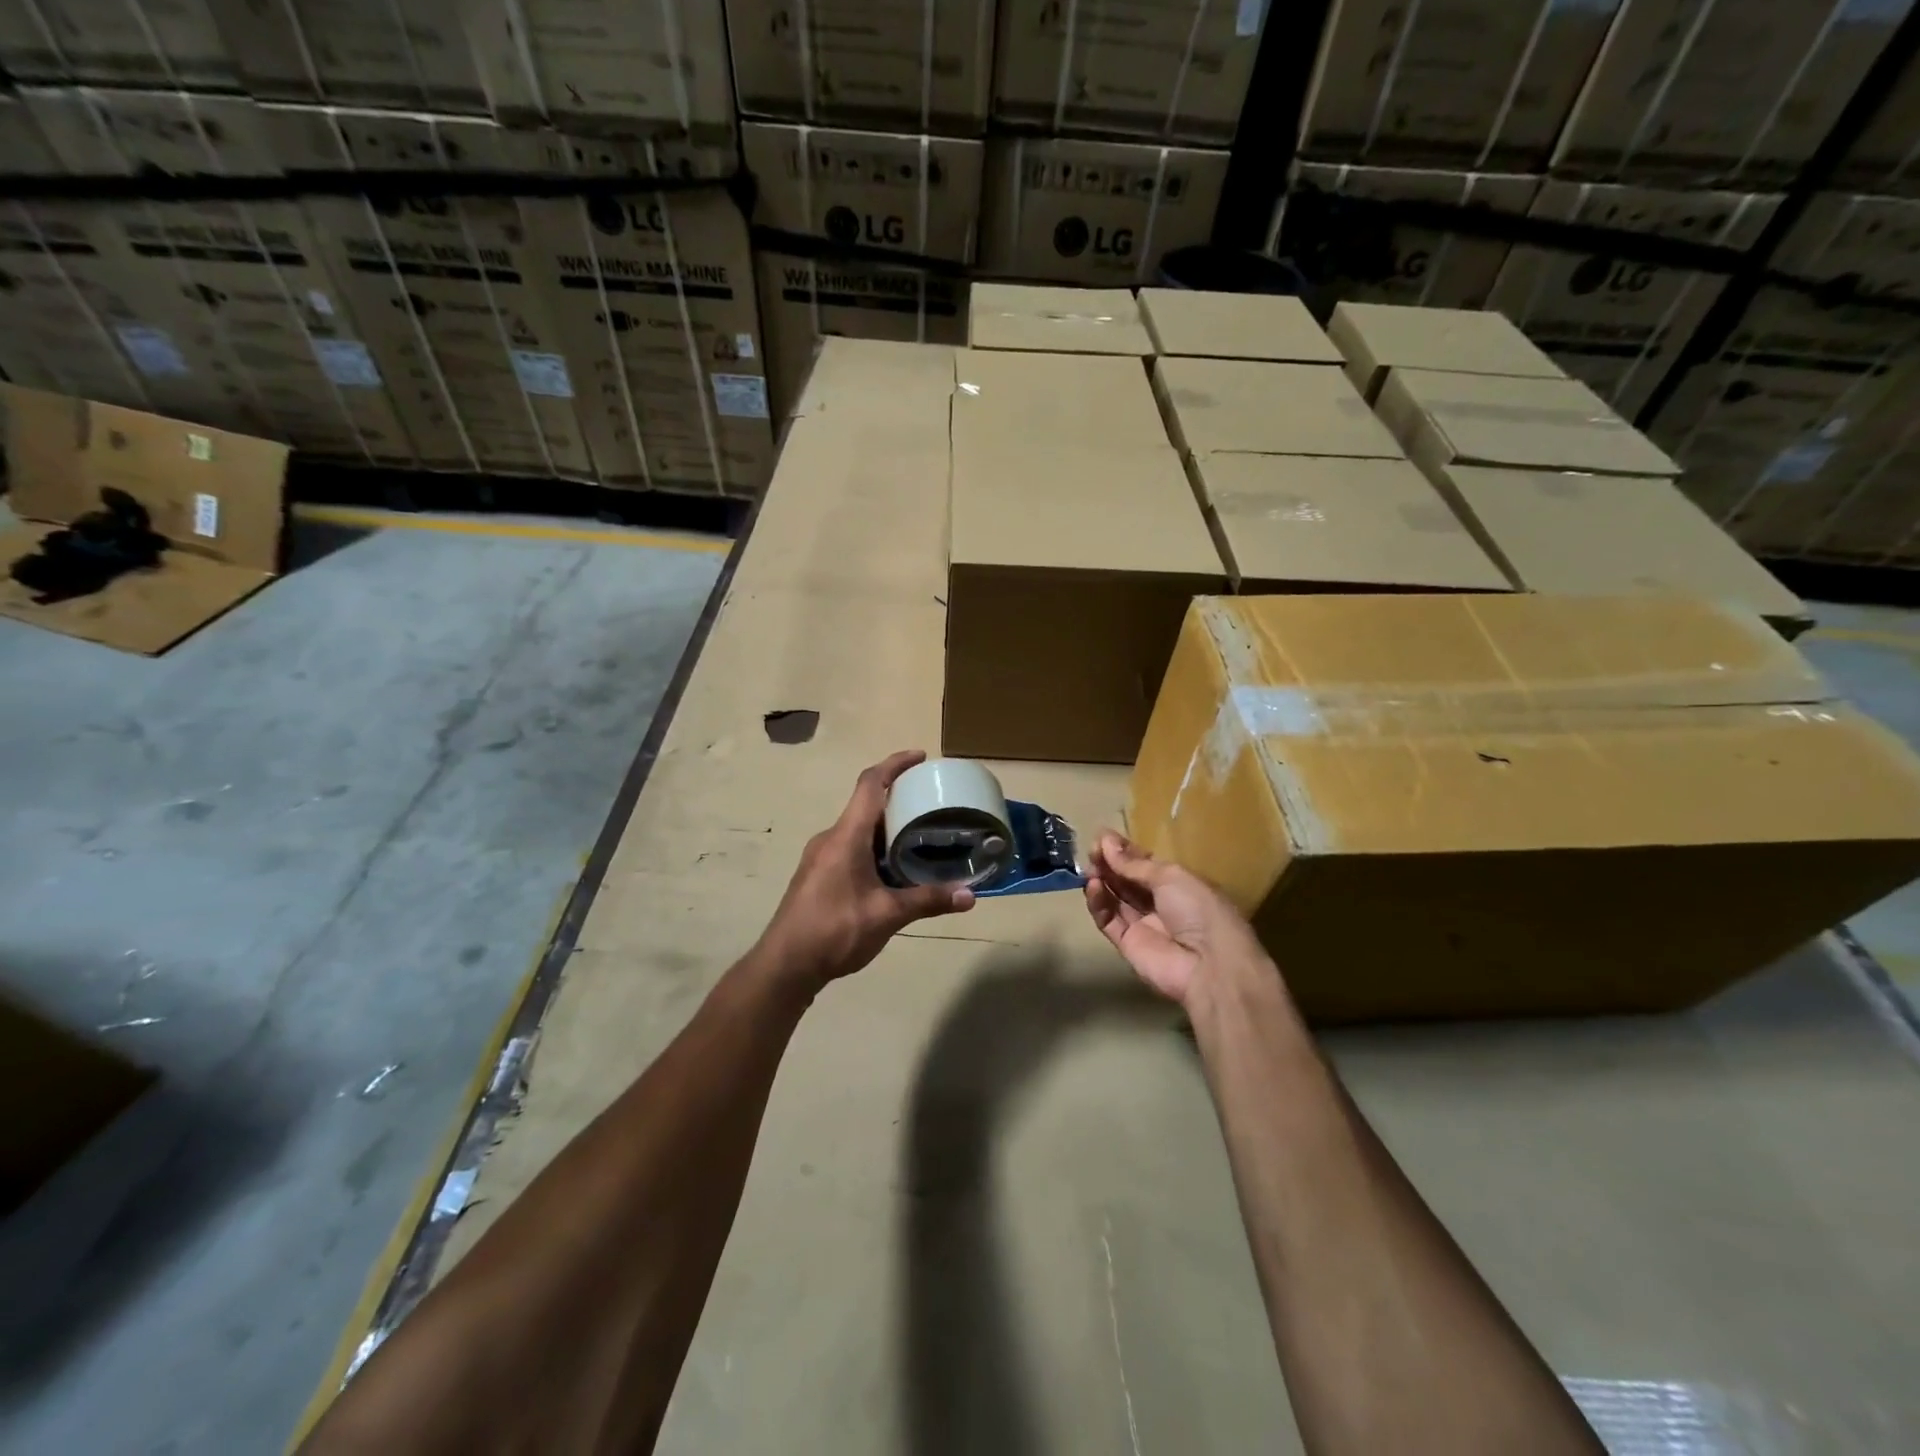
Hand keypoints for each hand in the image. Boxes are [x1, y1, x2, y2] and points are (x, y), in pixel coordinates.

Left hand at [756, 750, 973, 991]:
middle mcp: (831, 838)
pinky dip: (875, 848)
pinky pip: (851, 847)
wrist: (785, 965)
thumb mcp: (887, 915)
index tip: (920, 757)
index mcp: (846, 836)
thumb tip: (969, 895)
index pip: (870, 784)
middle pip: (867, 805)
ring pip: (859, 830)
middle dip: (899, 801)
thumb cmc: (834, 930)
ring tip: (921, 838)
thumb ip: (928, 901)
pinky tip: (894, 871)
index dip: (895, 764)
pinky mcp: (818, 875)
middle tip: (932, 806)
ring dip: (888, 828)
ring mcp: (821, 857)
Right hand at [1085, 832, 1271, 1008]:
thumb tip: (1105, 841)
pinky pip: (1108, 920)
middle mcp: (1159, 903)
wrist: (1209, 964)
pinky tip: (1093, 887)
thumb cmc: (1198, 909)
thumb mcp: (1170, 876)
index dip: (1124, 851)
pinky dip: (1099, 904)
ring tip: (1090, 867)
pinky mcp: (1127, 944)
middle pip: (1127, 880)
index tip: (1102, 837)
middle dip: (1109, 863)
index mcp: (1178, 884)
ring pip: (1115, 899)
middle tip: (1092, 849)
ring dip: (1102, 880)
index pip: (1144, 864)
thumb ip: (1134, 863)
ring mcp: (1143, 924)